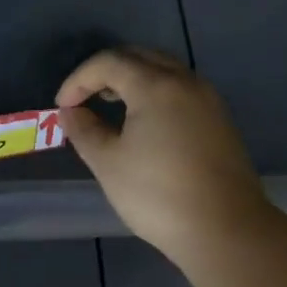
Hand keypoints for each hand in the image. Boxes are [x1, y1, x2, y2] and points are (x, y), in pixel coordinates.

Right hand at [55, 47, 272, 266]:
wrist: (224, 229)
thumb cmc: (157, 195)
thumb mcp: (108, 163)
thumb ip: (84, 131)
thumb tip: (70, 113)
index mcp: (156, 86)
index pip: (109, 62)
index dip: (79, 79)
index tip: (62, 107)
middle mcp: (186, 83)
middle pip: (140, 58)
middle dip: (106, 72)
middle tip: (84, 99)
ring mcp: (208, 101)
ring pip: (164, 72)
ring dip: (132, 81)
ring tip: (111, 108)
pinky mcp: (220, 122)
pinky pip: (180, 92)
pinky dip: (154, 95)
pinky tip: (144, 126)